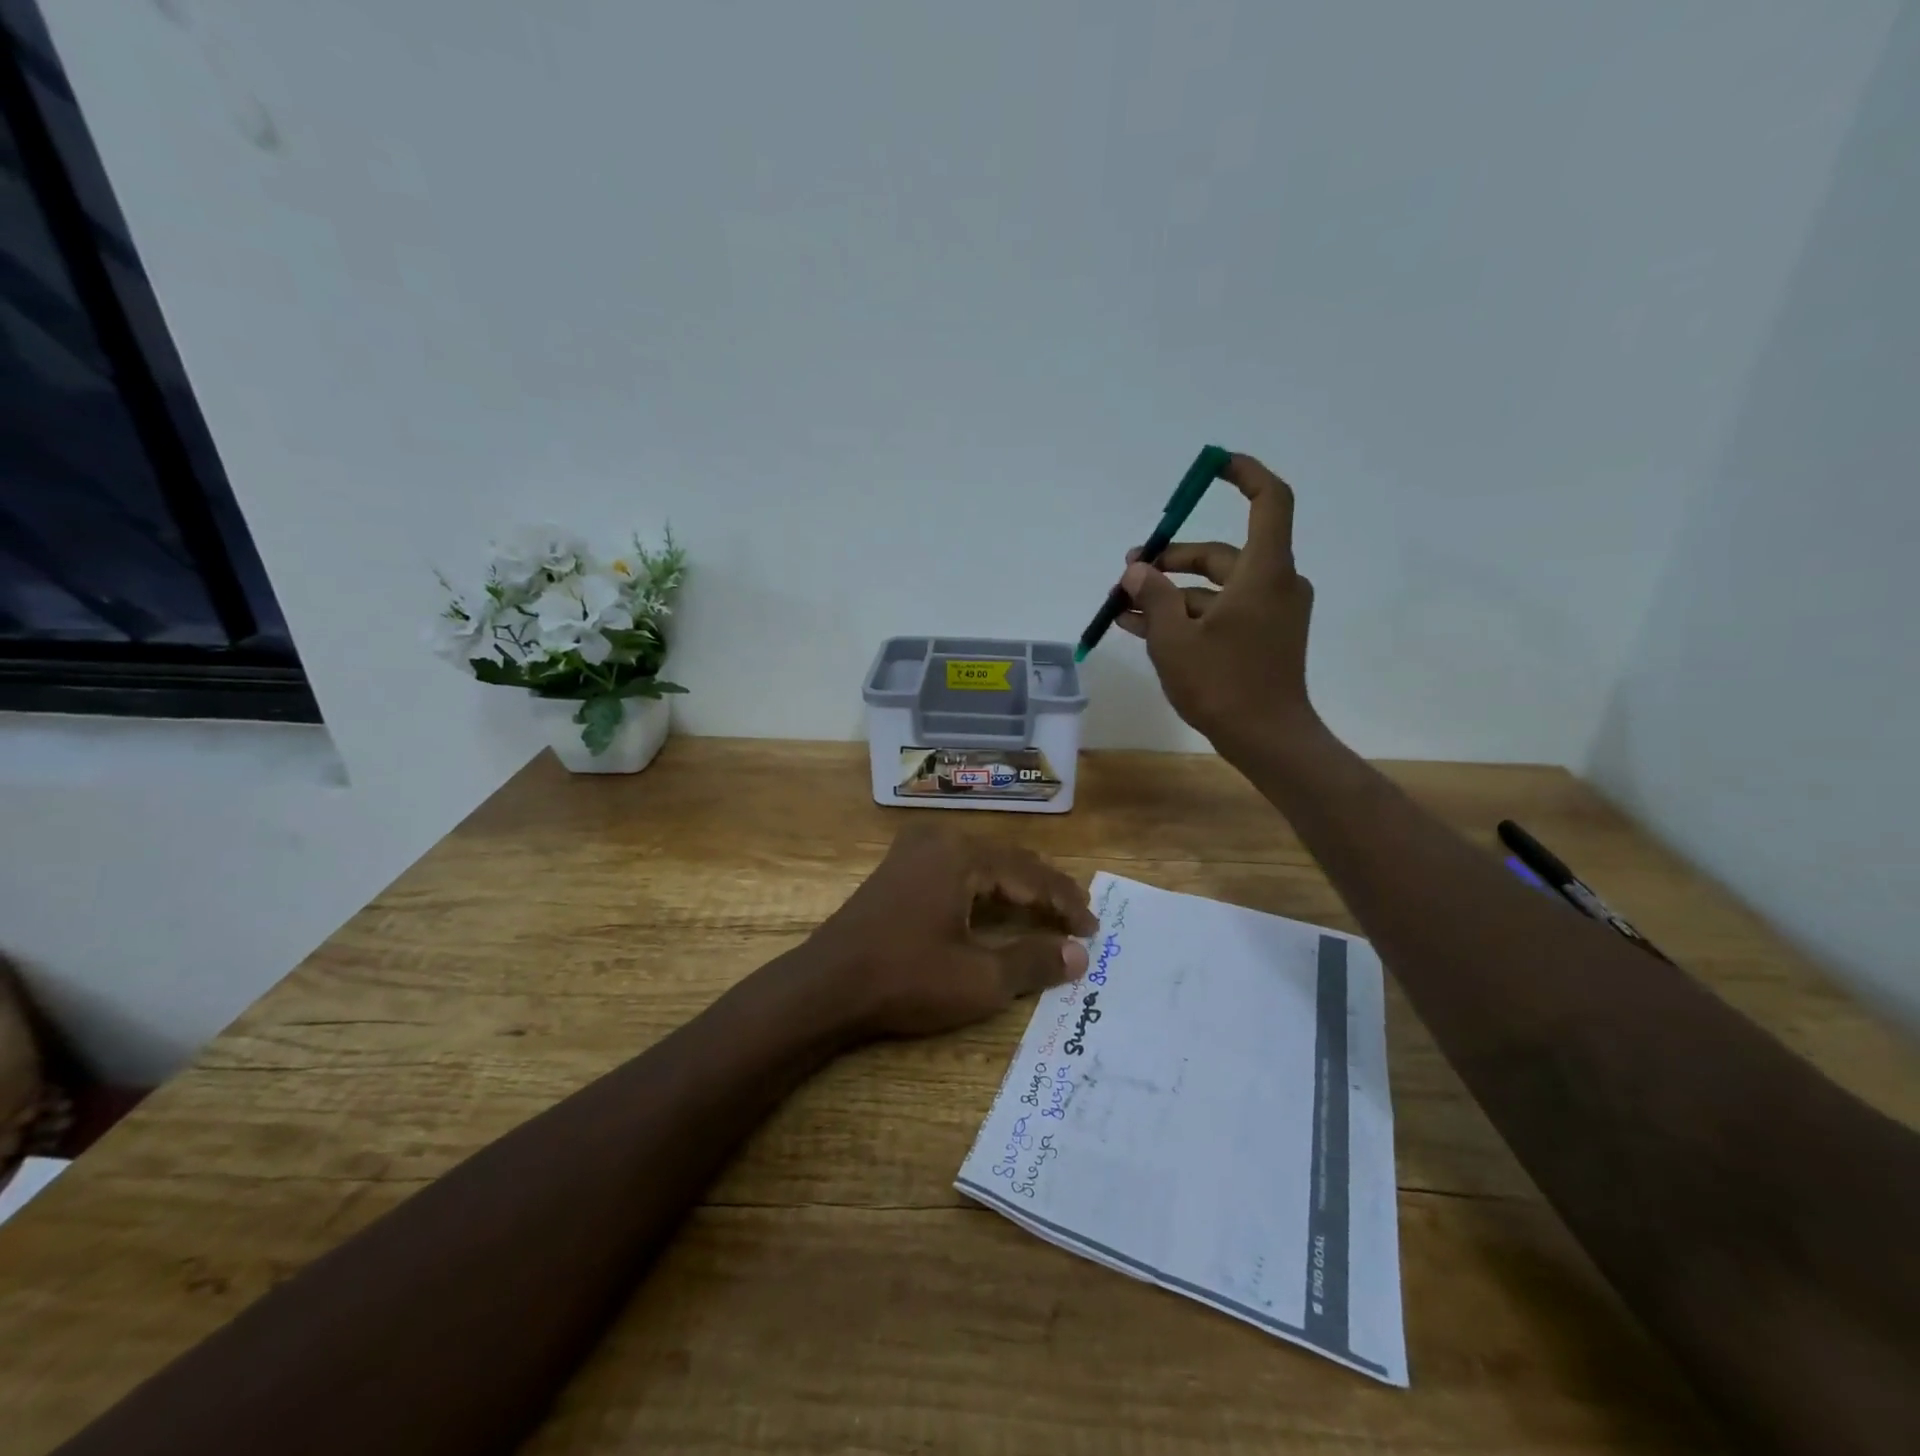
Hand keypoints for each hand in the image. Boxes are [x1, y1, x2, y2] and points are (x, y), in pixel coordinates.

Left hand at [805, 824, 1095, 1039]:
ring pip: (983, 863)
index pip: (1031, 874)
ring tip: (1047, 911)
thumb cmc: (905, 979)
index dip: (1066, 902)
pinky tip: (996, 906)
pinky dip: (985, 888)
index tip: (1094, 930)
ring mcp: (913, 851)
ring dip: (1016, 887)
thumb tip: (1079, 955)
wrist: (825, 986)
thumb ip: (1033, 962)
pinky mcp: (897, 868)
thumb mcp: (979, 980)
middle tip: (1077, 918)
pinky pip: (957, 868)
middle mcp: (939, 840)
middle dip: (1045, 890)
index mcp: (962, 854)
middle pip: (1008, 861)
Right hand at [1116, 452, 1319, 762]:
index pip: (1269, 501)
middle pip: (1221, 552)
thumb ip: (1153, 597)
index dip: (1244, 474)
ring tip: (1122, 606)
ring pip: (1214, 588)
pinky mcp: (1261, 638)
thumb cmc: (1223, 684)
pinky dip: (1186, 616)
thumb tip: (1137, 569)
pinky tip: (1142, 629)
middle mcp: (1273, 584)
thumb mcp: (1174, 639)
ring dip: (1170, 594)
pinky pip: (1220, 613)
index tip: (1212, 466)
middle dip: (1172, 559)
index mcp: (1263, 572)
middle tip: (1129, 569)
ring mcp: (1269, 613)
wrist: (1267, 740)